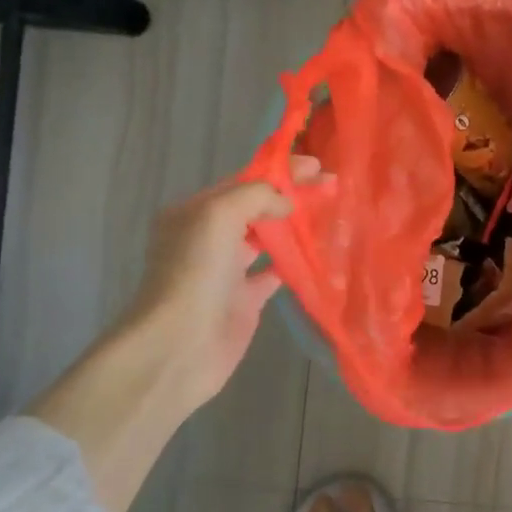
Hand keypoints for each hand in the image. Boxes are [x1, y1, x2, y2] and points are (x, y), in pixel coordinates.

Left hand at [121, 157, 318, 418]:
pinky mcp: (245, 301)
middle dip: (291, 194)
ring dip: (295, 226)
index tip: (317, 165)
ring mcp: (227, 271)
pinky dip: (295, 264)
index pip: (242, 181)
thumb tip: (286, 202)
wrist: (180, 345)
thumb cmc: (195, 274)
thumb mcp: (218, 216)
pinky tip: (319, 255)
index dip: (279, 171)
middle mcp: (208, 238)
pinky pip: (274, 274)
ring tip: (329, 214)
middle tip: (331, 186)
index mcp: (195, 212)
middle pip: (256, 208)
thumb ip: (255, 196)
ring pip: (266, 239)